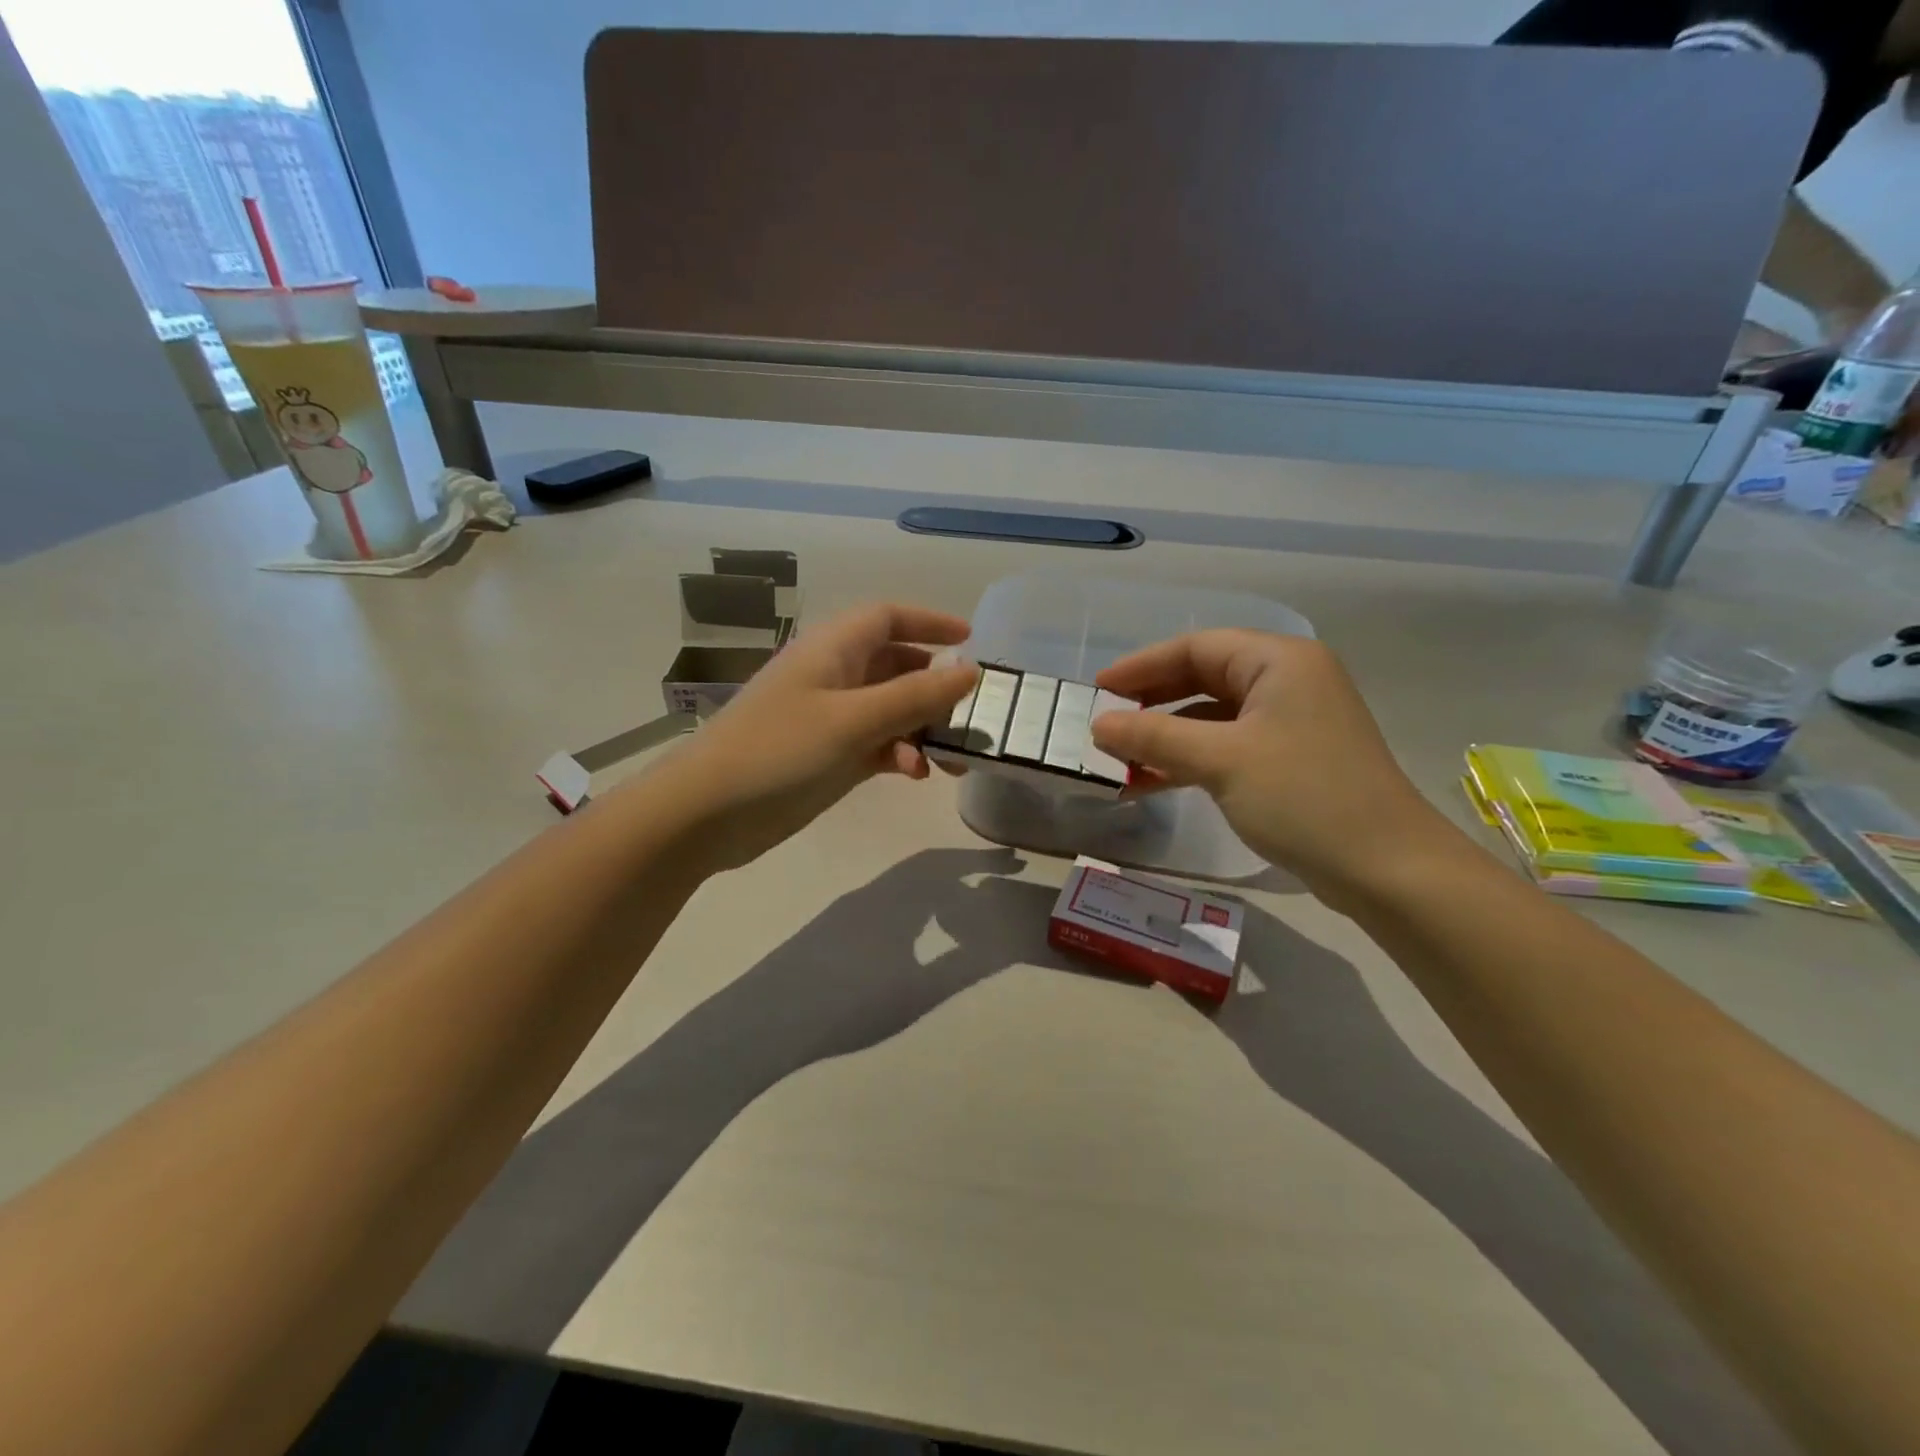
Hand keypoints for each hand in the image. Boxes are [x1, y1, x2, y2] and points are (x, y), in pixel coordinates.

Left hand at [631, 603, 976, 873]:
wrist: (707, 814)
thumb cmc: (779, 750)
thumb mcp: (853, 720)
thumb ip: (915, 696)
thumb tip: (969, 670)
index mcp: (833, 649)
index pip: (888, 617)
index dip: (930, 622)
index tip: (971, 641)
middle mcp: (834, 676)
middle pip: (898, 666)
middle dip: (936, 688)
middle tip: (971, 716)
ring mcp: (831, 718)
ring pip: (892, 711)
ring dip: (923, 729)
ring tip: (951, 761)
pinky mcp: (829, 756)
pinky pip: (878, 744)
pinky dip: (900, 754)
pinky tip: (914, 774)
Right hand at [1089, 631, 1461, 903]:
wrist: (1387, 869)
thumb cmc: (1303, 797)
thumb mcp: (1221, 761)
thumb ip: (1153, 737)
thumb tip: (1098, 725)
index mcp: (1279, 661)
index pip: (1195, 647)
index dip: (1141, 666)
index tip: (1097, 688)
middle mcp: (1288, 681)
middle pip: (1203, 678)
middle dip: (1151, 703)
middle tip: (1105, 722)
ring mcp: (1291, 722)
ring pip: (1212, 718)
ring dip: (1165, 738)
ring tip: (1118, 761)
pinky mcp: (1291, 760)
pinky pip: (1227, 747)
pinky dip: (1190, 761)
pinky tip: (1151, 782)